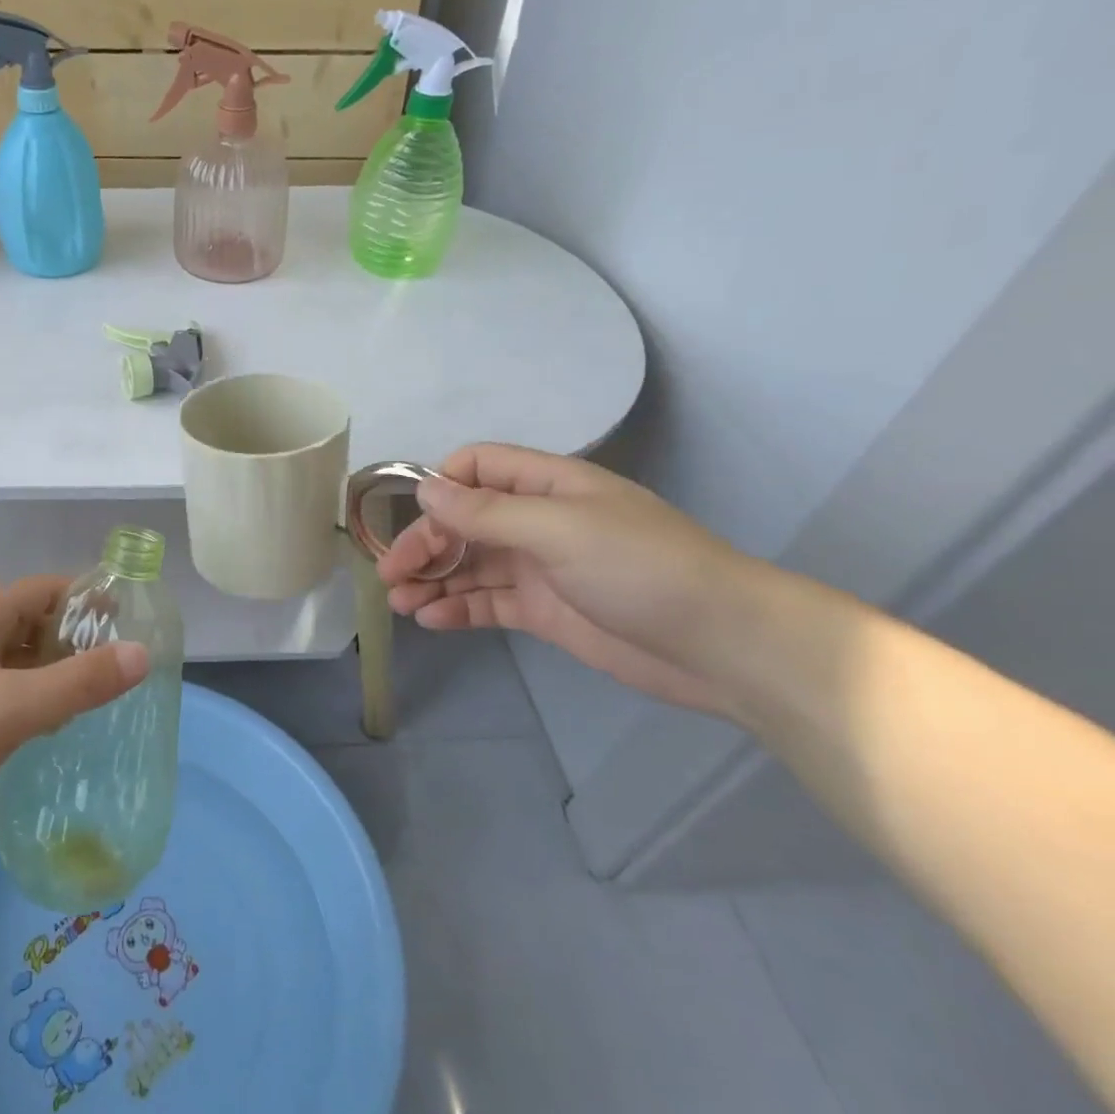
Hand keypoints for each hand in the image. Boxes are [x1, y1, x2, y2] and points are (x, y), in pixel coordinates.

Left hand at [0, 576, 149, 857]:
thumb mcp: (11, 706)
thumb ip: (78, 682)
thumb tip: (141, 653)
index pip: (50, 589)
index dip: (91, 599)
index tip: (133, 621)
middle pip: (36, 624)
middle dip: (78, 640)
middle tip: (125, 668)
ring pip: (19, 661)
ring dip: (56, 673)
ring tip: (100, 699)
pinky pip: (2, 692)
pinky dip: (31, 700)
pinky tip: (51, 728)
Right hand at [379, 444, 763, 716]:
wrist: (723, 646)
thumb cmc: (641, 568)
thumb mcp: (559, 529)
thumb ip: (486, 511)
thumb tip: (425, 487)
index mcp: (546, 485)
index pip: (476, 467)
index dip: (440, 487)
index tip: (414, 519)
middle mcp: (537, 520)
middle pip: (463, 521)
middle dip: (424, 543)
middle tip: (391, 574)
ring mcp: (539, 568)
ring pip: (469, 565)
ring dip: (432, 578)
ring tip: (399, 602)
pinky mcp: (543, 611)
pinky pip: (487, 602)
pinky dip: (456, 608)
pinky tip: (430, 620)